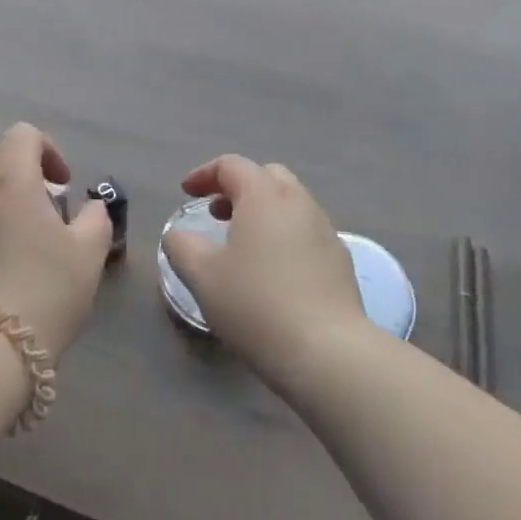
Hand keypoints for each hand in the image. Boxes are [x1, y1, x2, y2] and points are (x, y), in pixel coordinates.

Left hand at [0, 123, 112, 357]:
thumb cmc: (44, 289)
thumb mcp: (88, 254)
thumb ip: (96, 219)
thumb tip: (90, 207)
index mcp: (10, 177)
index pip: (24, 134)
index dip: (48, 150)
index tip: (64, 185)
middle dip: (25, 179)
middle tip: (48, 216)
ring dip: (3, 208)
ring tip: (24, 250)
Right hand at [162, 155, 367, 387]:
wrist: (329, 354)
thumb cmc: (256, 305)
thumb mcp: (202, 276)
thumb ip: (181, 246)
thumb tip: (179, 236)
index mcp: (263, 195)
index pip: (231, 165)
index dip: (204, 174)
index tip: (186, 192)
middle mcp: (298, 202)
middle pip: (266, 176)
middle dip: (238, 187)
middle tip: (217, 213)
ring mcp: (325, 230)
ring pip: (291, 204)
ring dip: (264, 212)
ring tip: (244, 244)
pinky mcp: (341, 261)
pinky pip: (307, 232)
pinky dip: (285, 236)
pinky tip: (275, 271)